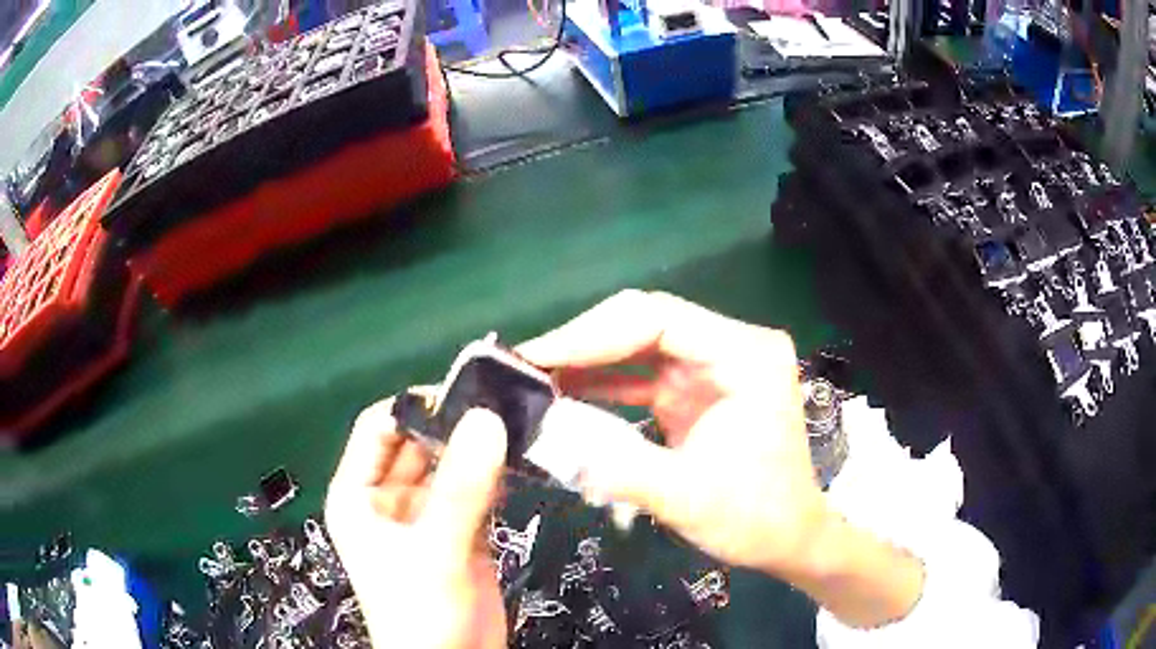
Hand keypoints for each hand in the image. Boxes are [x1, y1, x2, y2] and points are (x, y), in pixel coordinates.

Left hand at [325, 400, 507, 648]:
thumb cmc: (421, 613)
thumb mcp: (434, 550)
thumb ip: (461, 488)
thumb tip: (487, 419)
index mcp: (359, 495)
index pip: (379, 429)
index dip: (415, 406)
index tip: (465, 392)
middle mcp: (389, 499)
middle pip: (420, 444)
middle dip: (456, 424)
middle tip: (503, 402)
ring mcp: (427, 515)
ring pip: (452, 466)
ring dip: (480, 448)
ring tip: (518, 421)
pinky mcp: (461, 531)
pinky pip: (476, 491)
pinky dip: (497, 476)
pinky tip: (521, 459)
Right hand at [518, 290, 922, 627]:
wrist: (789, 539)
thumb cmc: (756, 518)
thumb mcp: (688, 498)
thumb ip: (619, 468)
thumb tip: (548, 444)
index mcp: (745, 357)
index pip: (660, 320)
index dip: (593, 333)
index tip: (538, 355)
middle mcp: (731, 349)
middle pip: (645, 324)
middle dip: (583, 343)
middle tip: (525, 364)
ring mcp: (713, 368)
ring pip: (638, 346)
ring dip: (587, 361)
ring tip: (533, 376)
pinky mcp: (697, 390)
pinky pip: (641, 374)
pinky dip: (602, 383)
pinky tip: (563, 392)